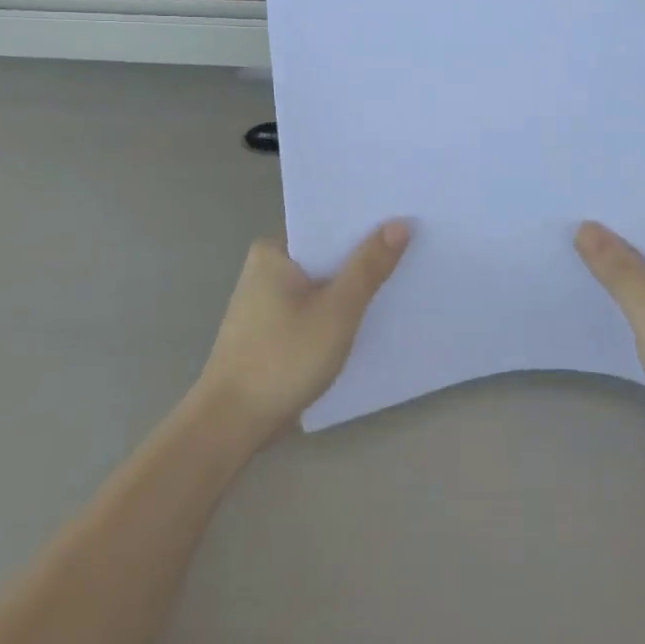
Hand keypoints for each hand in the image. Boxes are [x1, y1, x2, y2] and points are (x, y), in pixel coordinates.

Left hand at [193, 222, 410, 441]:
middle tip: (413, 248)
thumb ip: (368, 267)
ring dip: (351, 286)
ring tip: (400, 278)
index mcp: (273, 250)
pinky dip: (336, 310)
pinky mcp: (271, 330)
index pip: (328, 225)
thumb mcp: (336, 311)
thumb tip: (399, 223)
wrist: (231, 424)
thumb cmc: (283, 359)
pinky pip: (313, 307)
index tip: (405, 219)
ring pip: (321, 283)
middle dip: (363, 256)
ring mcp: (266, 301)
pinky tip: (368, 317)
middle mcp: (266, 267)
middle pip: (326, 254)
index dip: (366, 224)